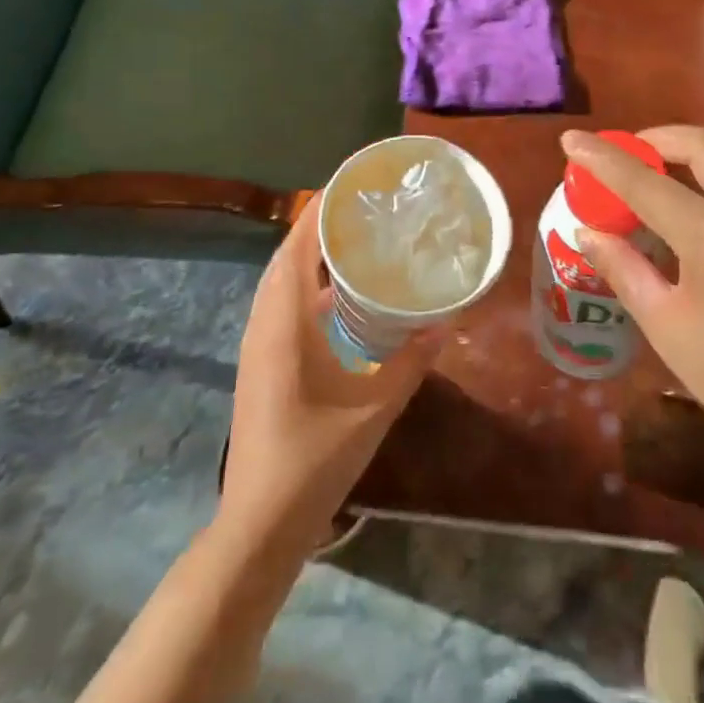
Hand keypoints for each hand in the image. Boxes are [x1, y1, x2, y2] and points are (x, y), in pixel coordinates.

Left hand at [220, 195, 439, 546]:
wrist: (261, 519)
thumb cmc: (316, 457)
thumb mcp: (375, 408)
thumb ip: (412, 362)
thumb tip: (446, 323)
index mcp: (286, 322)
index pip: (299, 246)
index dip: (320, 209)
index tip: (351, 184)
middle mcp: (264, 322)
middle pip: (287, 256)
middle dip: (319, 226)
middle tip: (362, 209)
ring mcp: (257, 342)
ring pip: (280, 280)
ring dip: (310, 255)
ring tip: (353, 241)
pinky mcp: (259, 360)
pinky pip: (279, 304)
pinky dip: (304, 285)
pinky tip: (338, 298)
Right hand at [560, 126, 703, 472]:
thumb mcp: (664, 324)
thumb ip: (623, 267)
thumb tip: (587, 231)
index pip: (647, 184)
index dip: (603, 159)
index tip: (571, 139)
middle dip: (658, 139)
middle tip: (627, 152)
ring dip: (690, 158)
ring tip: (656, 177)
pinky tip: (699, 212)